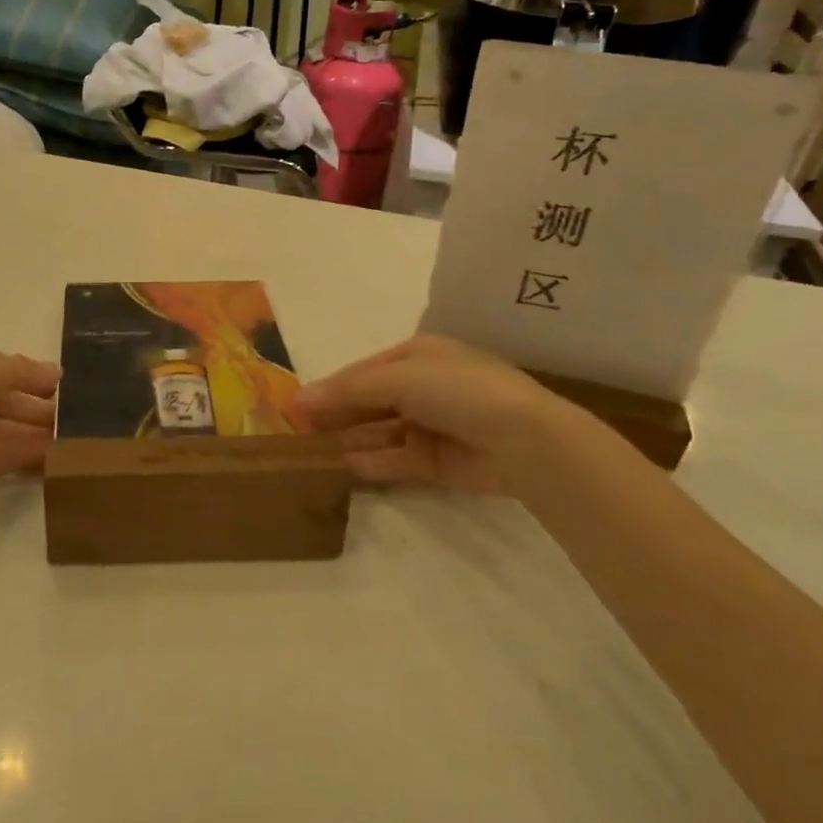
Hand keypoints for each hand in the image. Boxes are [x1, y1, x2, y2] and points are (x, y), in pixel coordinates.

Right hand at [298, 335, 580, 492]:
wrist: (527, 441)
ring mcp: (431, 425)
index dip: (330, 387)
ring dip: (349, 438)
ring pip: (379, 431)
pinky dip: (372, 462)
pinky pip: (395, 459)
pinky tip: (345, 466)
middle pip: (369, 401)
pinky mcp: (438, 461)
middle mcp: (423, 387)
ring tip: (313, 451)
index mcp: (418, 356)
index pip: (362, 371)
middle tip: (297, 430)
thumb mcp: (399, 378)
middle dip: (336, 413)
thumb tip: (300, 398)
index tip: (295, 405)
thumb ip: (349, 390)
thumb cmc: (460, 391)